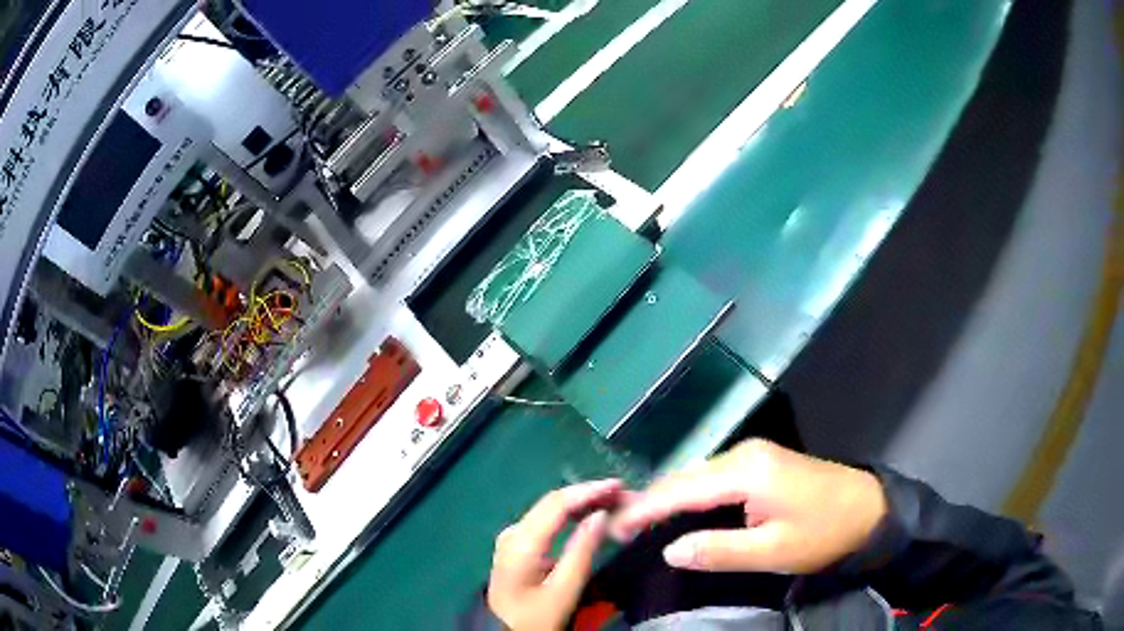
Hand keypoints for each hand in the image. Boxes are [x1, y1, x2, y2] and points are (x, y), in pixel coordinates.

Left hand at [488, 480, 622, 629]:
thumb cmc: (536, 617)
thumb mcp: (564, 591)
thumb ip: (582, 551)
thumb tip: (600, 514)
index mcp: (520, 542)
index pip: (556, 503)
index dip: (589, 490)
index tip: (619, 485)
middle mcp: (513, 532)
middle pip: (552, 502)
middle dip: (588, 494)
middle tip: (623, 493)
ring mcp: (512, 537)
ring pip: (550, 510)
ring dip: (581, 502)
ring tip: (613, 500)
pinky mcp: (517, 545)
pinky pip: (546, 521)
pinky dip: (570, 515)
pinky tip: (590, 514)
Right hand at [611, 440, 887, 573]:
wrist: (870, 508)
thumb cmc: (824, 533)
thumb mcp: (773, 551)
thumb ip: (718, 550)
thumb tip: (670, 551)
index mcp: (746, 471)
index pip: (681, 489)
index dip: (644, 509)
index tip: (613, 528)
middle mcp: (744, 454)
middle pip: (685, 476)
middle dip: (649, 501)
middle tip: (618, 528)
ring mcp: (754, 454)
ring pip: (697, 475)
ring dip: (667, 497)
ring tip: (638, 521)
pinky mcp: (761, 462)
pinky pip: (713, 477)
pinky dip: (689, 494)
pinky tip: (678, 509)